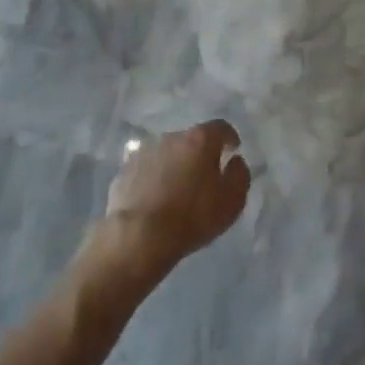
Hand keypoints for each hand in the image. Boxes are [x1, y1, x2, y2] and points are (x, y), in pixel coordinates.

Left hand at [100, 121, 250, 276]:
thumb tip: (235, 161)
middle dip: (199, 154)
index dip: (229, 138)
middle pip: (191, 140)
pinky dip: (153, 178)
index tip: (232, 151)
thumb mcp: (232, 201)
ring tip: (177, 190)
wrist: (139, 236)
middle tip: (204, 177)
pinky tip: (154, 199)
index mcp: (200, 139)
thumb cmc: (193, 216)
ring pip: (167, 153)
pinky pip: (146, 169)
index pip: (221, 128)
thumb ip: (239, 175)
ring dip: (174, 165)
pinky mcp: (125, 170)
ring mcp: (145, 151)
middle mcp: (172, 137)